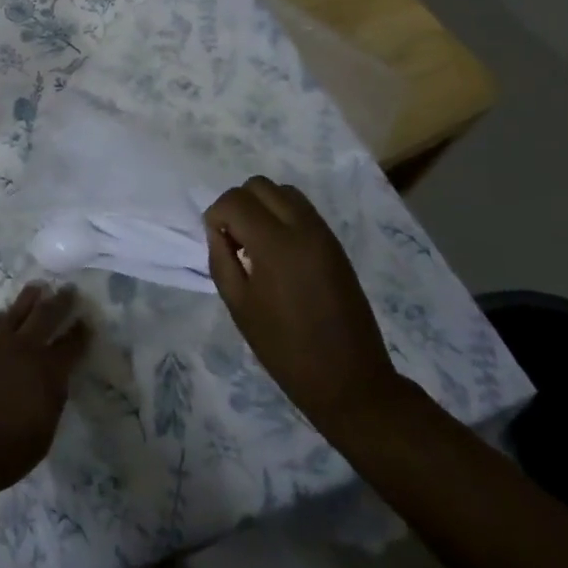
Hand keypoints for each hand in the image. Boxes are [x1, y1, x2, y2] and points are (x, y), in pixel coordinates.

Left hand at [0, 283, 89, 496]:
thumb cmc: (5, 452)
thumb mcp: (43, 434)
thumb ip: (52, 400)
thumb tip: (55, 380)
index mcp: (48, 372)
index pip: (71, 345)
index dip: (81, 333)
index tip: (87, 322)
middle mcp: (25, 348)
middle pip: (47, 315)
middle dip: (61, 301)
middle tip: (69, 288)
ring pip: (18, 310)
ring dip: (31, 298)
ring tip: (38, 287)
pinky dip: (1, 316)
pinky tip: (4, 314)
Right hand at [204, 176, 399, 433]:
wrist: (350, 381)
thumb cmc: (286, 349)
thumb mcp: (238, 305)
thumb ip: (221, 258)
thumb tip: (218, 230)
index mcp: (276, 244)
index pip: (235, 200)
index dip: (216, 215)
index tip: (218, 242)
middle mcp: (303, 228)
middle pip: (259, 185)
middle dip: (238, 204)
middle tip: (234, 239)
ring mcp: (324, 234)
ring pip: (283, 191)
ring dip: (262, 206)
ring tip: (256, 243)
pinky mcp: (335, 244)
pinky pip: (302, 209)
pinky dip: (282, 215)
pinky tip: (278, 251)